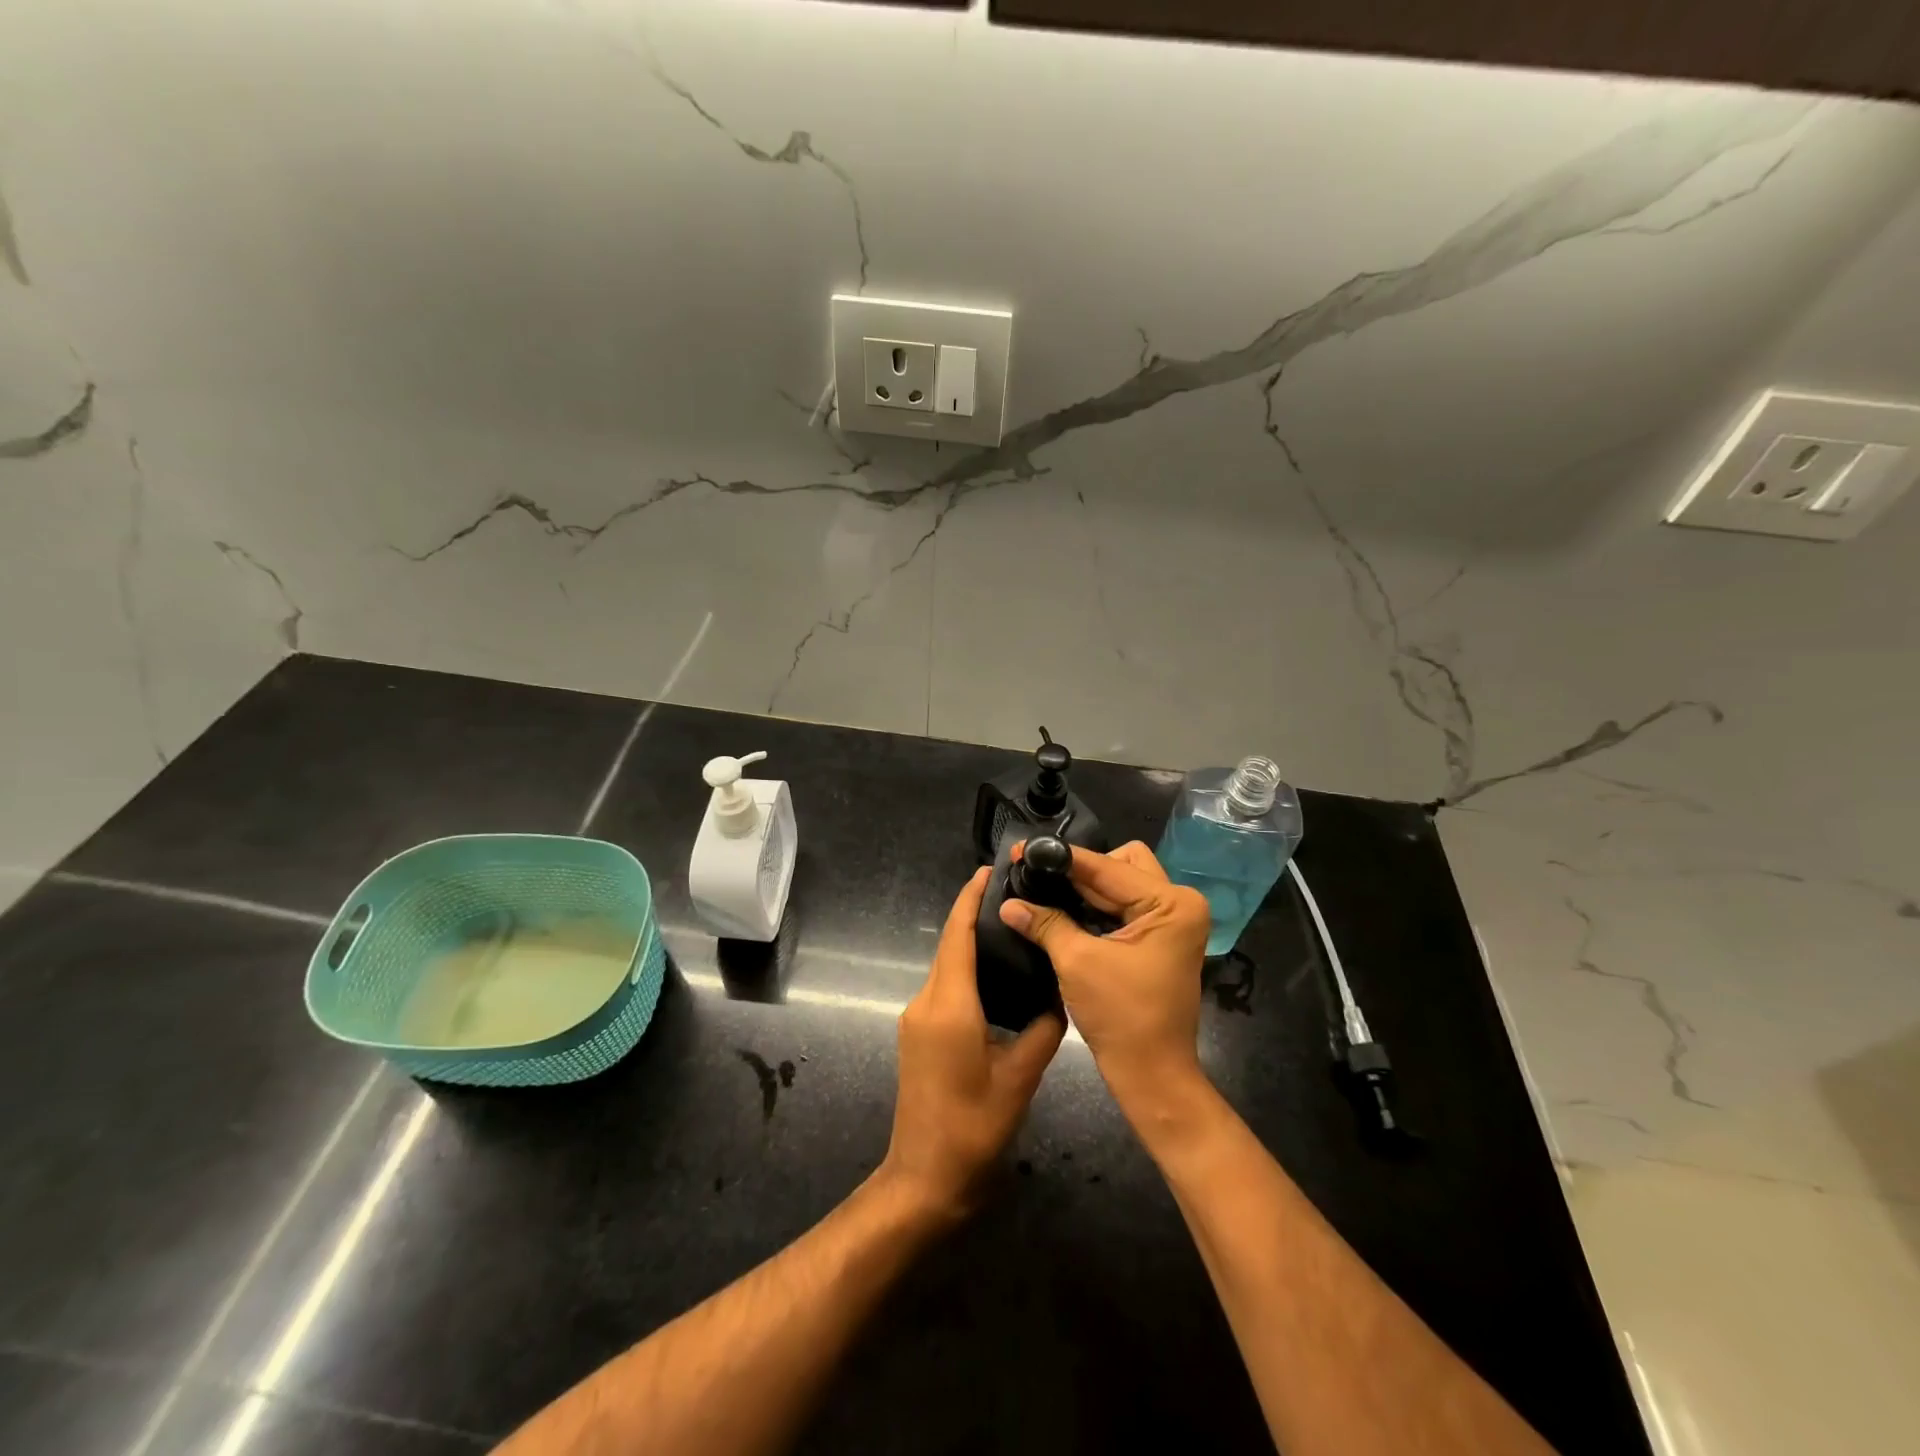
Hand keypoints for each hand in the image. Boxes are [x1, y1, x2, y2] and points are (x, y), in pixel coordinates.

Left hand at [880, 867, 1064, 1220]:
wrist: (925, 1177)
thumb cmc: (974, 1127)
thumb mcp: (1021, 1077)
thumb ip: (1043, 1029)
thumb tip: (1059, 994)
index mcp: (949, 1005)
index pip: (957, 935)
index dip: (969, 899)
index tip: (989, 870)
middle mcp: (926, 1002)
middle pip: (950, 945)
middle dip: (973, 914)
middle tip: (1015, 895)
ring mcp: (916, 1017)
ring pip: (946, 965)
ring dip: (970, 941)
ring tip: (1012, 927)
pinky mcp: (917, 1032)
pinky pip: (943, 986)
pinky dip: (965, 968)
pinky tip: (994, 972)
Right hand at [998, 841, 1210, 1101]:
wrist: (1152, 1075)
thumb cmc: (1121, 1017)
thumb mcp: (1077, 961)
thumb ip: (1044, 922)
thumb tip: (1007, 901)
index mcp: (1170, 903)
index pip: (1107, 866)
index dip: (1062, 858)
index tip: (1023, 850)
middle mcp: (1178, 903)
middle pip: (1119, 865)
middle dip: (1078, 871)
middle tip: (1037, 876)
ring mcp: (1171, 921)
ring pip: (1120, 883)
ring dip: (1084, 888)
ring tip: (1043, 888)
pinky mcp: (1159, 938)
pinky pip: (1123, 906)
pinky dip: (1095, 907)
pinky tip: (1062, 909)